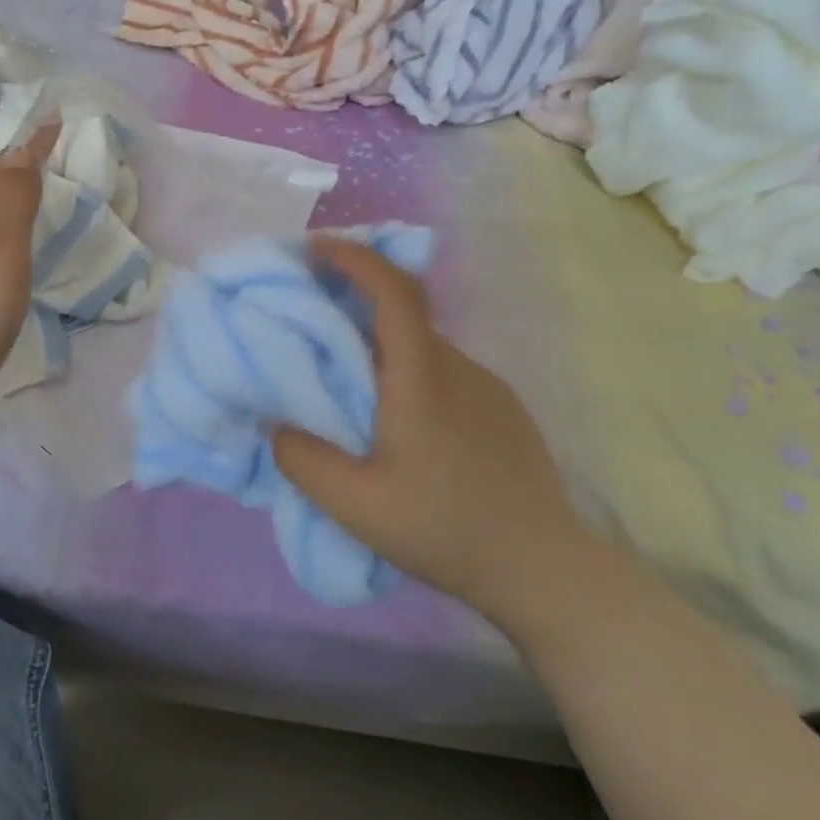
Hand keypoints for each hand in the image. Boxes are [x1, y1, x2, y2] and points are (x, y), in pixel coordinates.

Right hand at [272, 240, 602, 618]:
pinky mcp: (503, 411)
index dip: (355, 258)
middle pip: (404, 313)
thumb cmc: (444, 529)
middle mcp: (458, 368)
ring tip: (344, 382)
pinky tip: (395, 422)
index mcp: (421, 378)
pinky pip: (443, 373)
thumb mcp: (355, 505)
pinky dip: (407, 371)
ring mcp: (487, 388)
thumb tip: (276, 425)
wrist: (544, 568)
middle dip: (354, 300)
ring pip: (422, 347)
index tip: (315, 250)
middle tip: (309, 319)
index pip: (394, 290)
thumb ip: (302, 459)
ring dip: (380, 344)